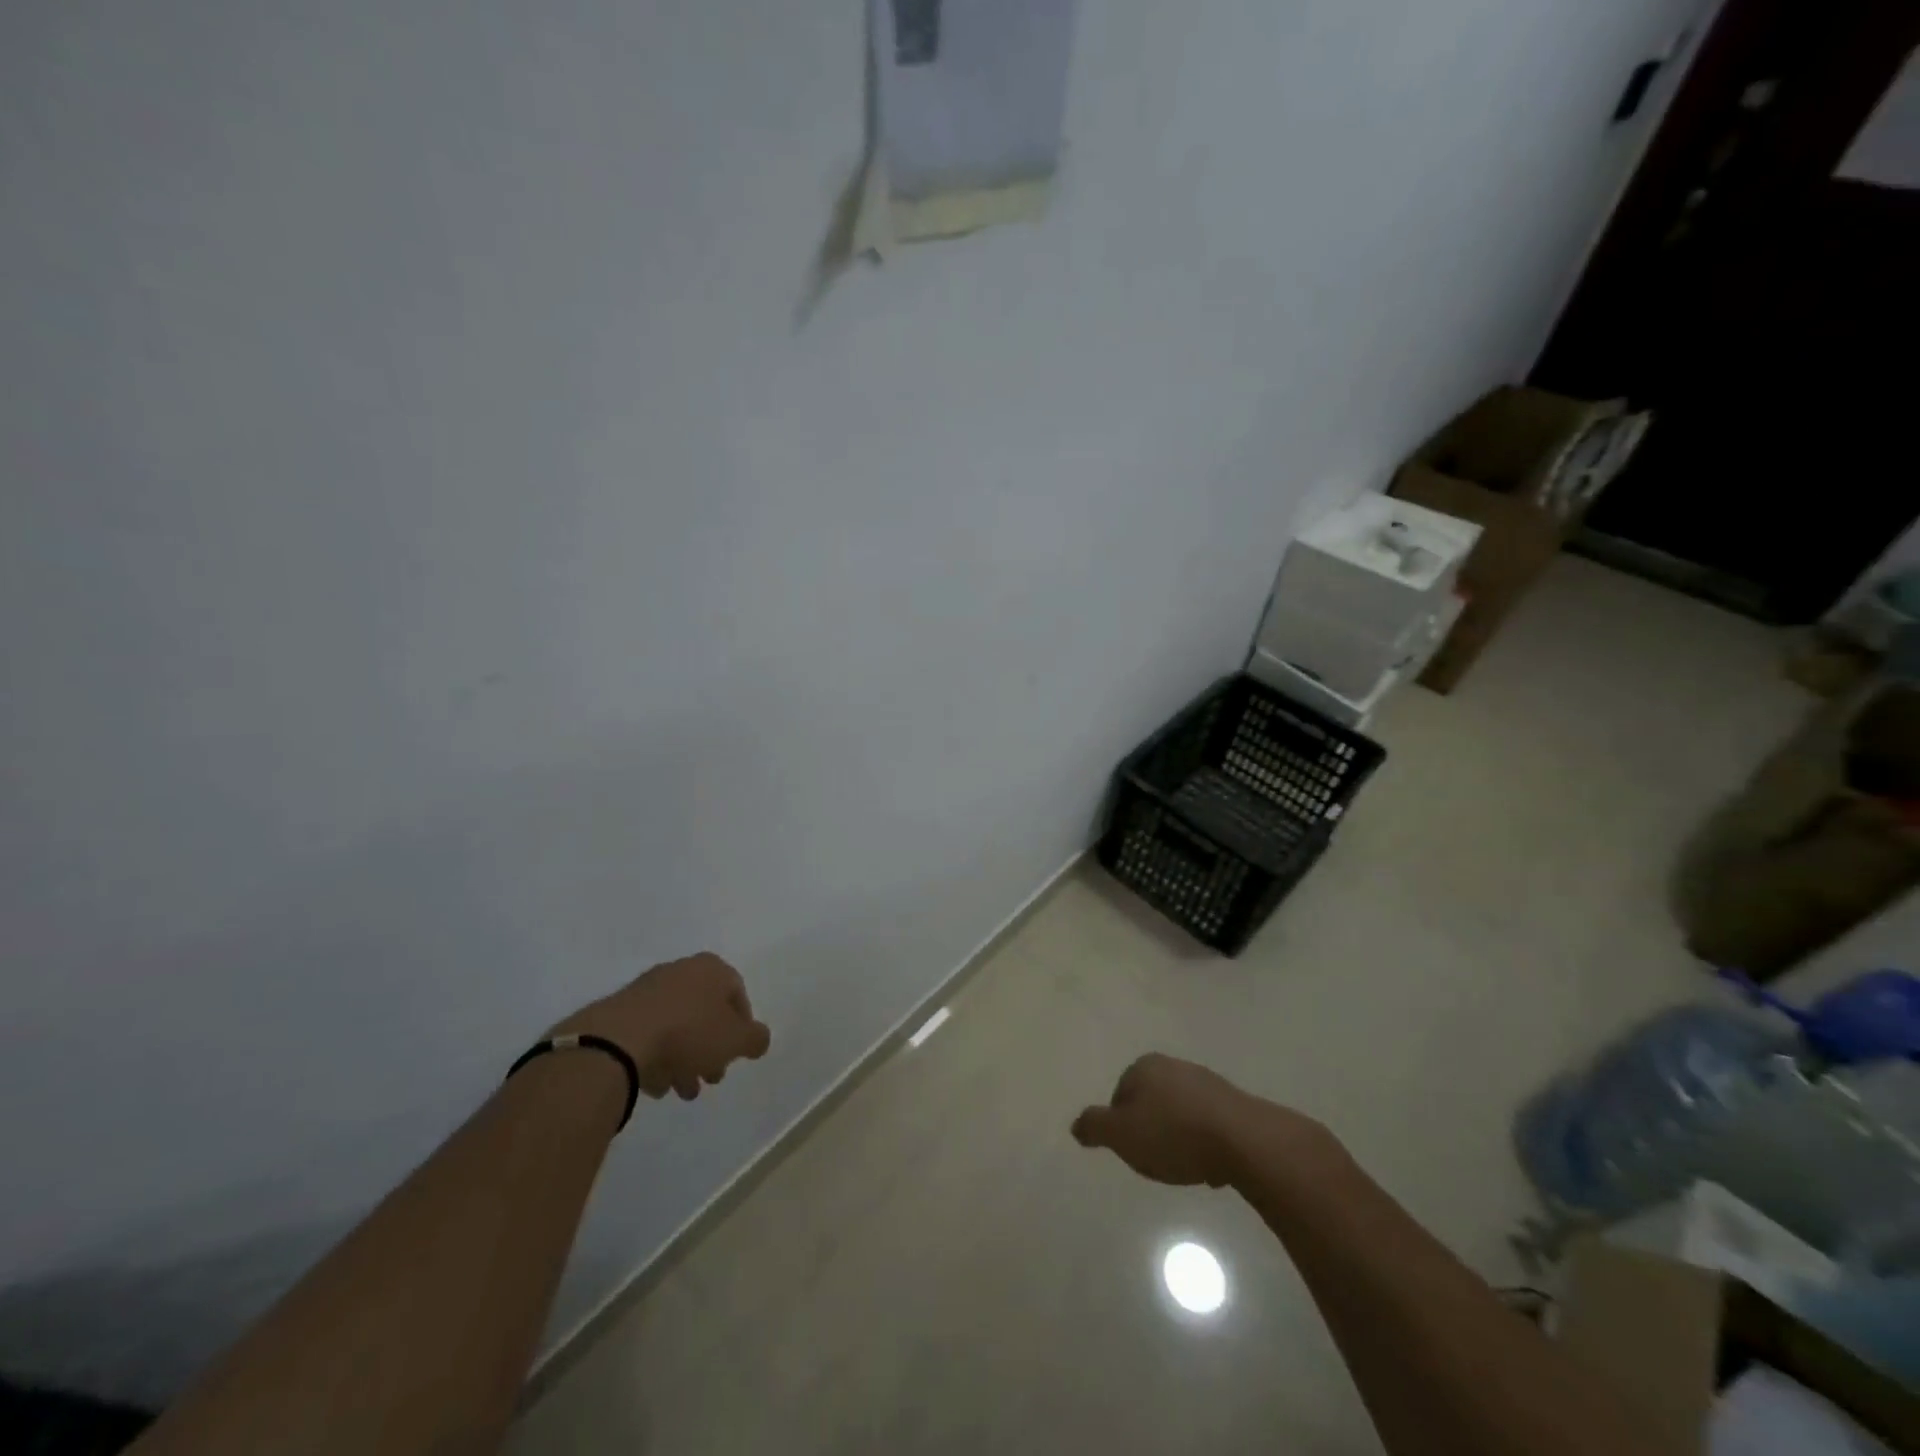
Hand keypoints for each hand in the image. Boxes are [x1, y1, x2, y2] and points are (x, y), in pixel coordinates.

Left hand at [552, 953, 770, 1101]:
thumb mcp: (736, 1040)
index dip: (742, 1026)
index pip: (737, 993)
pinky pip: (648, 1035)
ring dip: (684, 1059)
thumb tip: (758, 1039)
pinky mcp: (620, 1012)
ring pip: (676, 1027)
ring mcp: (647, 990)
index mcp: (711, 969)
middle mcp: (680, 971)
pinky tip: (656, 1086)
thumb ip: (756, 1039)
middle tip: (711, 1079)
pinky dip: (656, 1058)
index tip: (737, 1054)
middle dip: (711, 1049)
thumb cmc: (689, 1032)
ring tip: (682, 1091)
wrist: (618, 1040)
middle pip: (704, 1012)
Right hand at [1072, 1053, 1312, 1189]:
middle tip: (1158, 1160)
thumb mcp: (1121, 1135)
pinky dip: (1205, 1143)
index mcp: (1144, 1066)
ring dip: (1179, 1138)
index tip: (1134, 1151)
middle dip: (1151, 1130)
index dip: (1122, 1127)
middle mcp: (1173, 1065)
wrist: (1243, 1140)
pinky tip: (1211, 1166)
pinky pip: (1208, 1124)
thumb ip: (1095, 1127)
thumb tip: (1076, 1125)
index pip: (1119, 1096)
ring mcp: (1206, 1081)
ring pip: (1180, 1113)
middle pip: (1150, 1103)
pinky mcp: (1233, 1102)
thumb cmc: (1173, 1134)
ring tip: (1186, 1167)